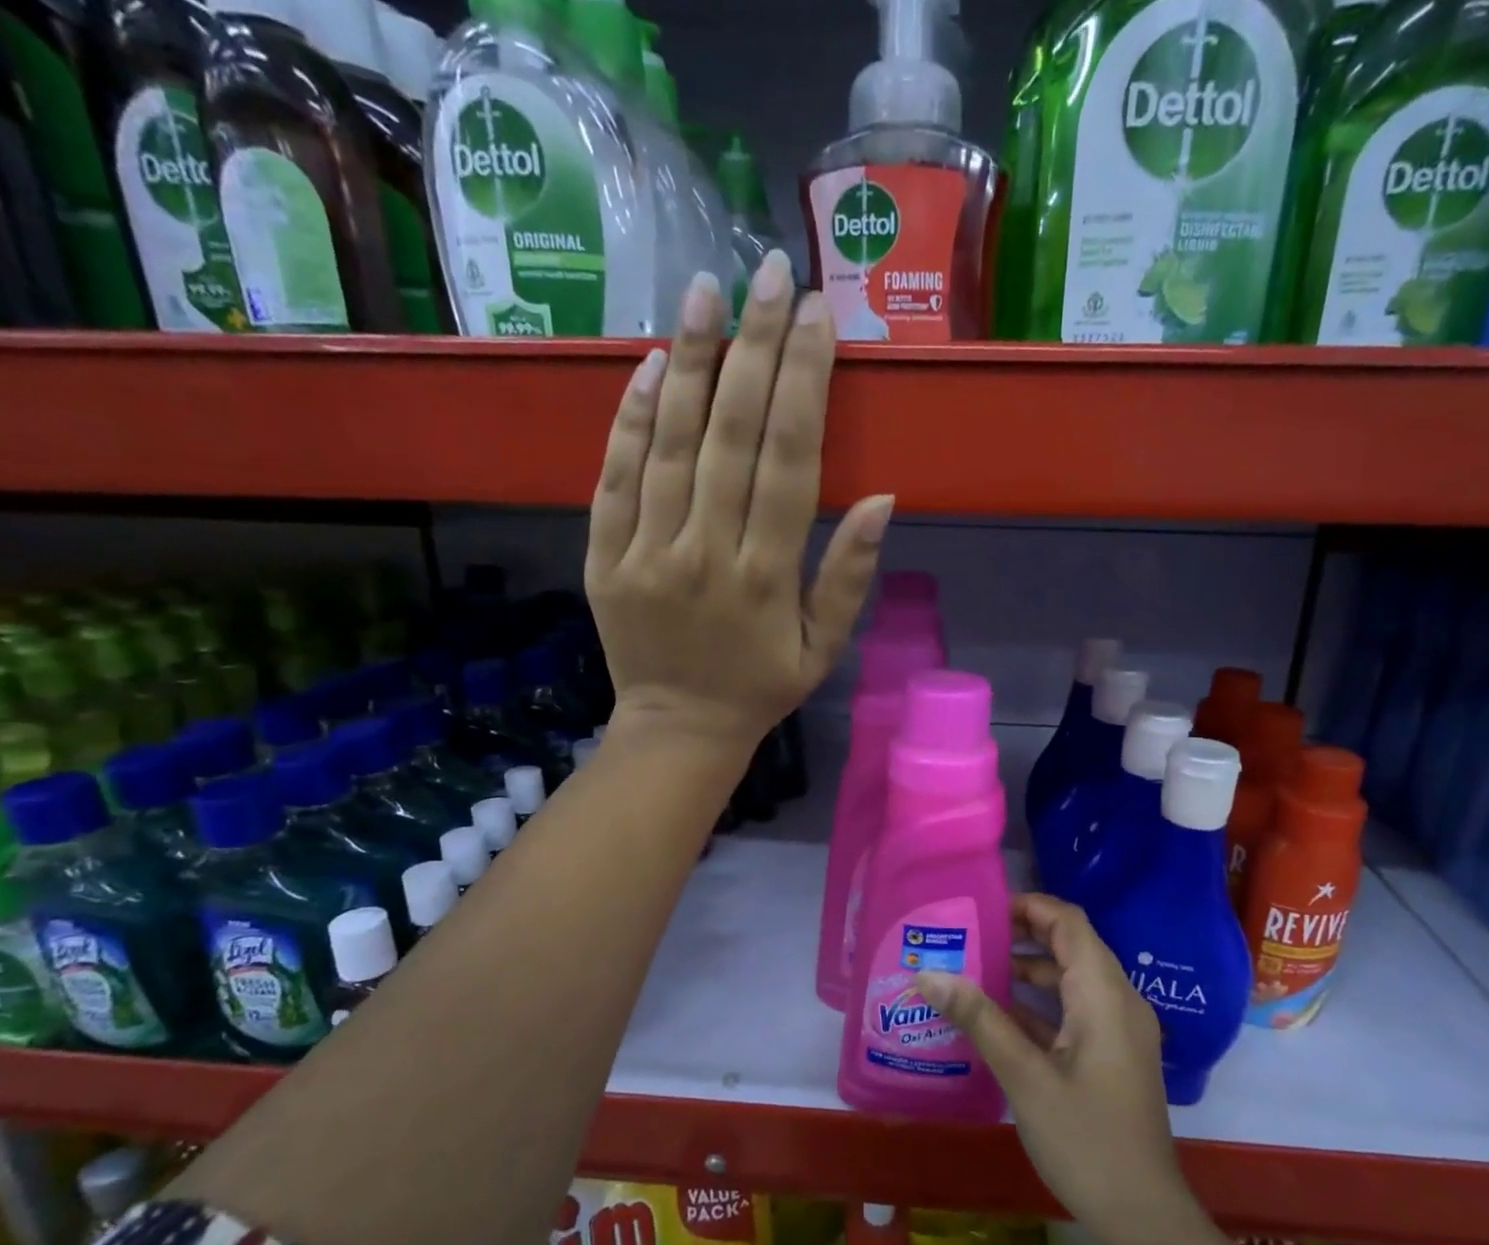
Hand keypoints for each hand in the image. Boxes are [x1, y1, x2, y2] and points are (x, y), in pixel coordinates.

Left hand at [586, 253, 893, 754]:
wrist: (678, 729)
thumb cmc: (762, 687)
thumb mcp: (824, 647)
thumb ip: (849, 575)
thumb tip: (884, 498)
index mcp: (767, 576)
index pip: (788, 459)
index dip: (803, 383)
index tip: (816, 316)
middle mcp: (706, 553)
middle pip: (730, 434)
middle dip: (753, 347)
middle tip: (767, 271)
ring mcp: (647, 552)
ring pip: (669, 443)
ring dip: (688, 360)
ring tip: (704, 289)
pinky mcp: (604, 557)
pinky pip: (614, 477)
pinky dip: (629, 418)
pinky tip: (647, 364)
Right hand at [916, 895, 1195, 1244]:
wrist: (1145, 1217)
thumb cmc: (1086, 1141)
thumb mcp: (1025, 1078)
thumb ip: (979, 1019)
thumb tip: (929, 974)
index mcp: (1104, 994)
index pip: (1069, 922)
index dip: (1029, 906)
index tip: (983, 910)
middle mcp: (1119, 1001)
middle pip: (1071, 945)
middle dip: (1022, 936)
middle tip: (971, 938)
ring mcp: (1119, 1030)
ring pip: (1072, 979)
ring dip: (1028, 971)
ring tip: (975, 971)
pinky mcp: (1114, 1055)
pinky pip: (1075, 1010)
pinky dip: (1040, 1005)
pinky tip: (997, 1018)